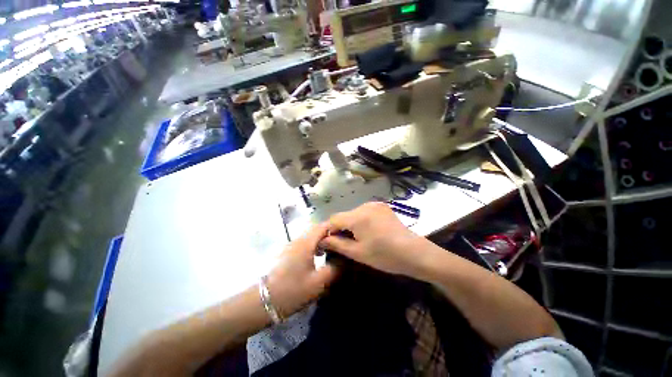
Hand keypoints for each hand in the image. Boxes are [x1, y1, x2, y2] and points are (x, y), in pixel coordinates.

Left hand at [266, 223, 336, 318]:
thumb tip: (345, 258)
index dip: (336, 227)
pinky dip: (315, 244)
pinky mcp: (289, 251)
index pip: (323, 226)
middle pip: (317, 229)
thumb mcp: (318, 282)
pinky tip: (319, 254)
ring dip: (323, 238)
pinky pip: (306, 242)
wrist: (266, 300)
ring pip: (311, 235)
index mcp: (306, 243)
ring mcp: (292, 245)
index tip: (347, 234)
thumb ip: (335, 268)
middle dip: (331, 233)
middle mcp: (299, 239)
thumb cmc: (293, 290)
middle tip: (342, 241)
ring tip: (333, 247)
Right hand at [319, 202, 426, 276]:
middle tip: (345, 243)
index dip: (328, 230)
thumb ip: (337, 244)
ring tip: (358, 238)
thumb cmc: (385, 256)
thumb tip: (322, 240)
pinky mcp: (382, 206)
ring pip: (354, 213)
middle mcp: (365, 205)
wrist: (414, 252)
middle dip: (341, 228)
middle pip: (344, 215)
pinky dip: (361, 220)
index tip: (329, 242)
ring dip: (351, 224)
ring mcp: (375, 204)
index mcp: (357, 216)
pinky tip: (369, 231)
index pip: (334, 219)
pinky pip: (365, 211)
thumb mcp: (358, 252)